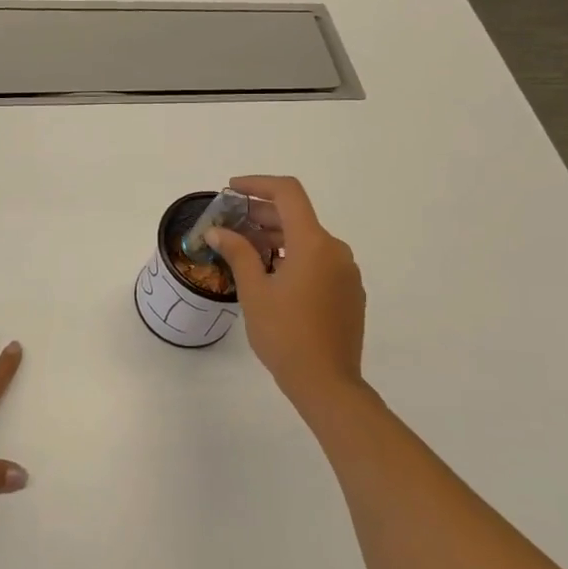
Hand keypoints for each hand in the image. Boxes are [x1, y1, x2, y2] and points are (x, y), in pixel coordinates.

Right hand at [206, 175, 365, 404]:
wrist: (327, 383)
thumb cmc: (285, 335)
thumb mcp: (254, 292)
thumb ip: (237, 253)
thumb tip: (217, 231)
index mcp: (313, 243)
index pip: (288, 193)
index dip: (258, 184)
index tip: (231, 190)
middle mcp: (336, 250)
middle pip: (298, 216)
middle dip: (262, 214)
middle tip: (230, 223)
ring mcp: (346, 272)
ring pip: (309, 240)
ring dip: (278, 238)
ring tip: (246, 250)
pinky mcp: (350, 292)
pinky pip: (320, 262)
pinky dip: (295, 257)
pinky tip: (273, 276)